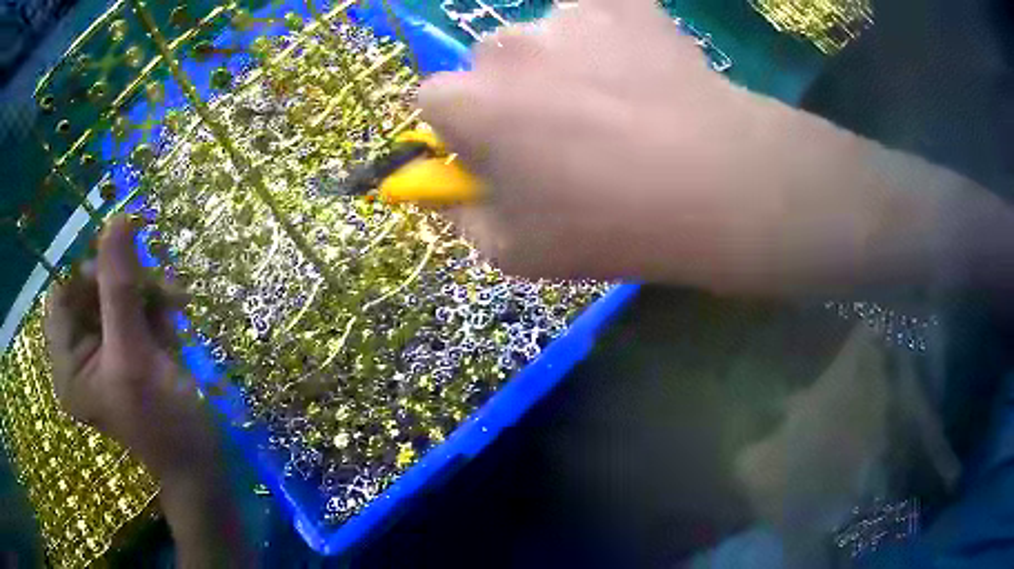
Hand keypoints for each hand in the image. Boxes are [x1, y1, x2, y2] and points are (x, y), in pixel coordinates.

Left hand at [44, 215, 215, 480]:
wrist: (202, 463)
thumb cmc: (163, 424)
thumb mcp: (135, 356)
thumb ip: (120, 287)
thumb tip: (117, 219)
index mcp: (67, 364)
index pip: (63, 294)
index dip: (89, 272)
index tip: (124, 268)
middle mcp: (80, 354)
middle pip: (92, 290)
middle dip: (127, 283)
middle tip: (161, 288)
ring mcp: (104, 352)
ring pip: (117, 294)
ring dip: (148, 291)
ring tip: (177, 302)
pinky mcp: (127, 349)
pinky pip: (135, 308)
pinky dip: (156, 304)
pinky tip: (175, 316)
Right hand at [419, 0, 992, 295]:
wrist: (717, 184)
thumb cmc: (610, 226)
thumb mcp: (516, 252)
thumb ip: (461, 215)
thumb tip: (446, 187)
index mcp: (467, 103)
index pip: (432, 100)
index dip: (461, 127)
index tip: (494, 148)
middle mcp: (503, 46)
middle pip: (487, 64)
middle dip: (510, 93)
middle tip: (567, 129)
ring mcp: (565, 16)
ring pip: (542, 38)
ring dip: (561, 64)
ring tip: (616, 104)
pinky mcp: (620, 3)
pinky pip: (594, 15)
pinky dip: (606, 37)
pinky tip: (639, 73)